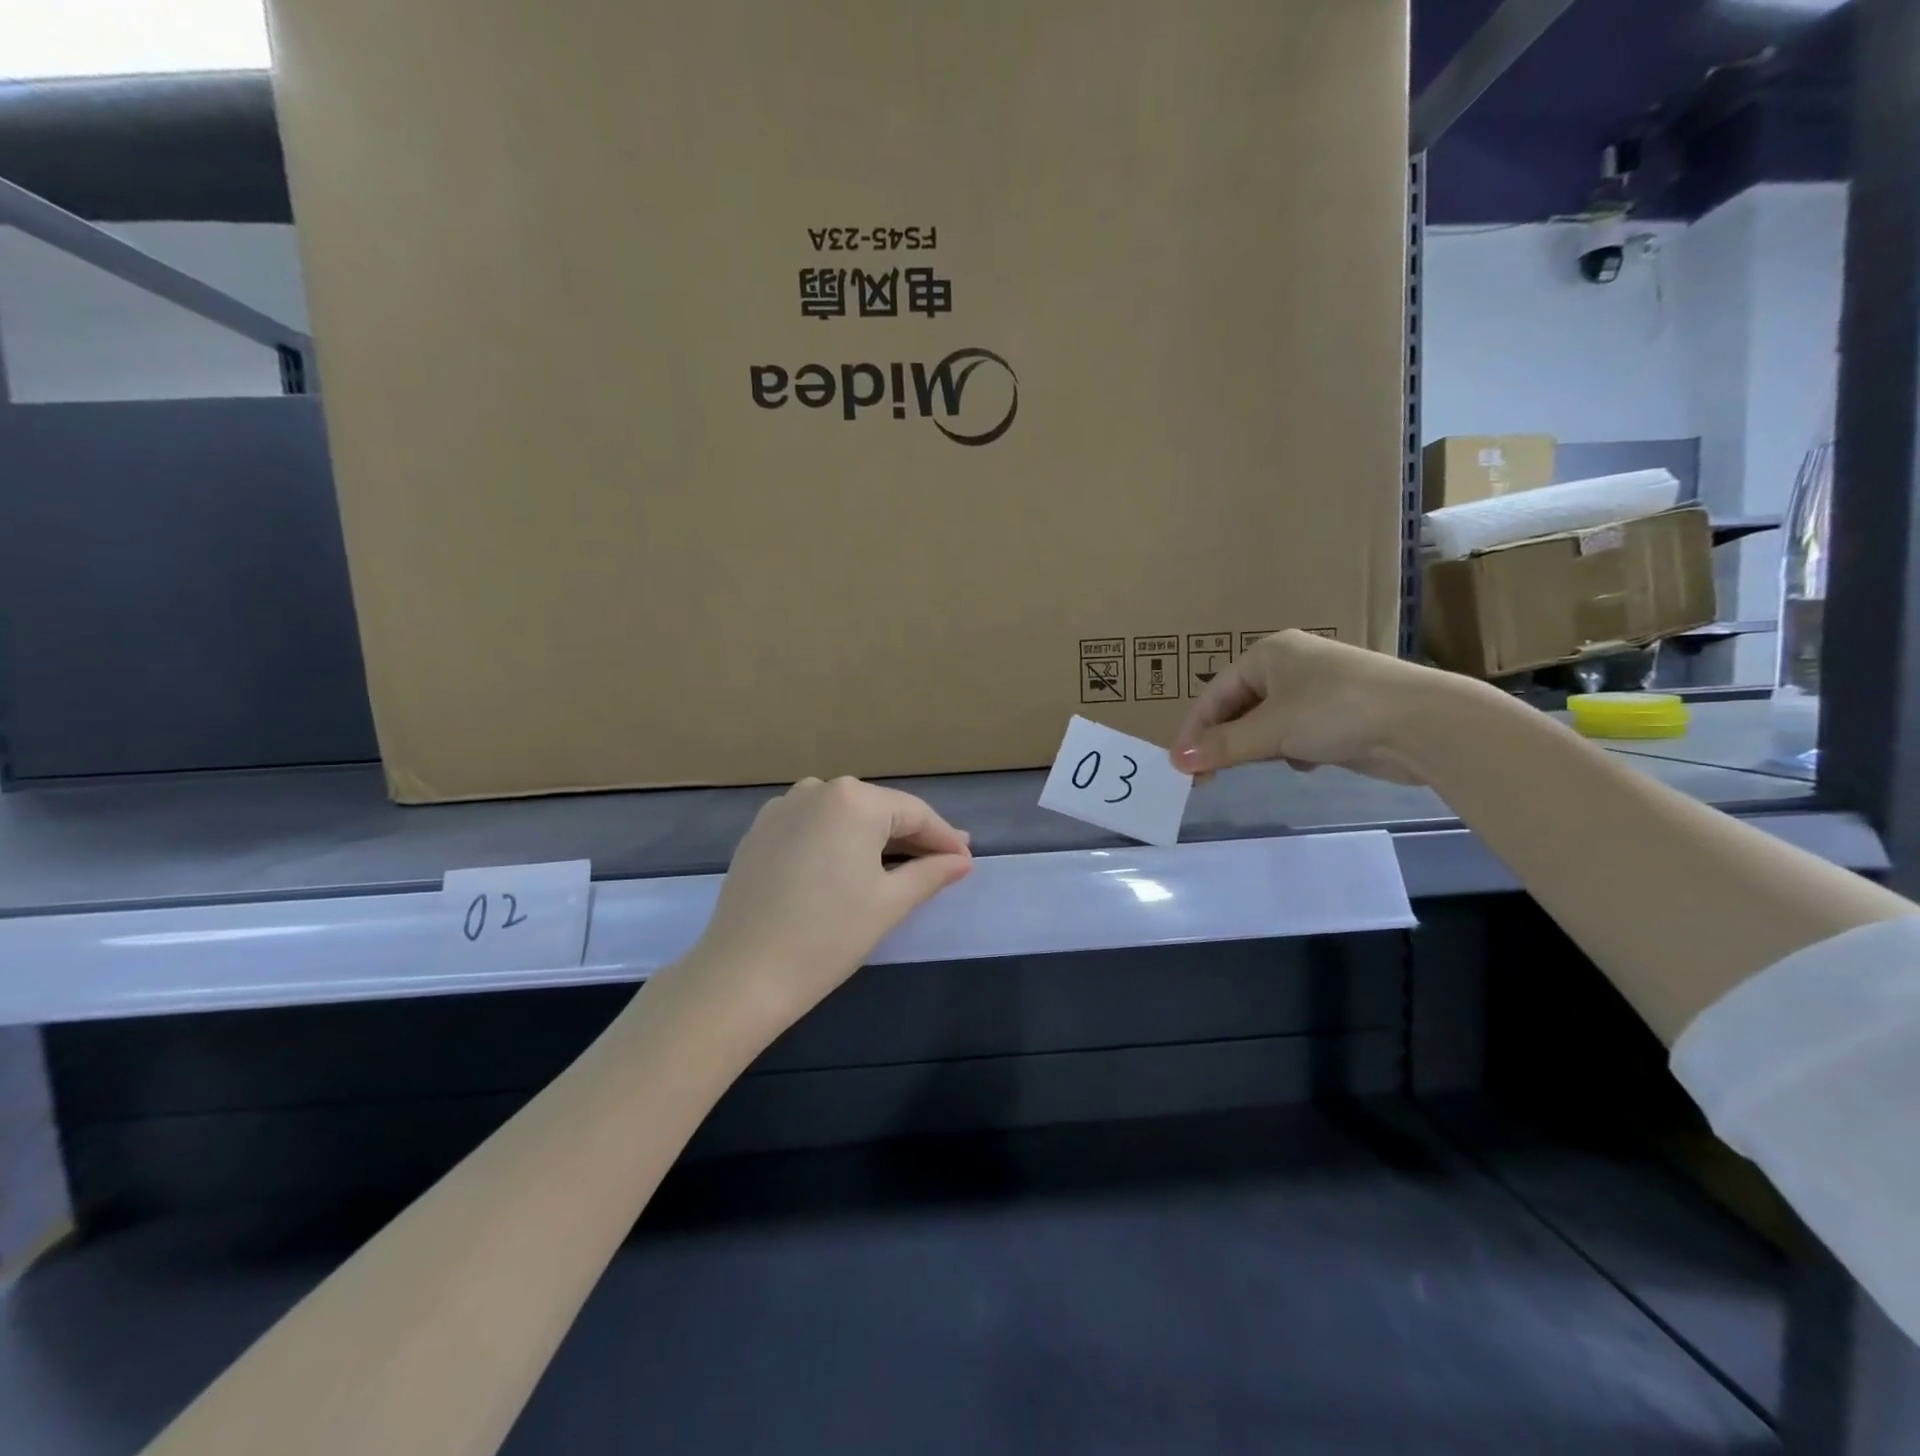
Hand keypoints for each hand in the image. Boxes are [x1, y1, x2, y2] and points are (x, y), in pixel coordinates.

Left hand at [685, 777, 972, 1029]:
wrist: (742, 974)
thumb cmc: (827, 936)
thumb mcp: (889, 903)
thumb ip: (931, 873)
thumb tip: (962, 860)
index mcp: (853, 800)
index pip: (914, 813)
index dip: (944, 838)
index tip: (966, 860)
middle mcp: (817, 790)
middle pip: (879, 810)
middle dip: (911, 837)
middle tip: (942, 863)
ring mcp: (783, 808)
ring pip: (845, 817)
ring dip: (874, 839)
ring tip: (900, 866)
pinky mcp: (760, 831)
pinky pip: (814, 827)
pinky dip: (837, 843)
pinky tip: (848, 867)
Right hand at [1171, 629, 1465, 783]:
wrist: (1423, 723)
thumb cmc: (1336, 711)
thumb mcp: (1271, 730)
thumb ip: (1222, 746)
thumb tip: (1177, 761)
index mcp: (1268, 654)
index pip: (1214, 694)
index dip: (1195, 731)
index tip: (1181, 767)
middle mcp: (1289, 666)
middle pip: (1238, 708)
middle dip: (1226, 742)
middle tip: (1208, 778)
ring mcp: (1316, 690)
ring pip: (1266, 724)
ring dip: (1259, 747)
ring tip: (1261, 766)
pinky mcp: (1338, 715)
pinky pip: (1295, 734)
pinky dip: (1291, 750)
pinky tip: (1304, 763)